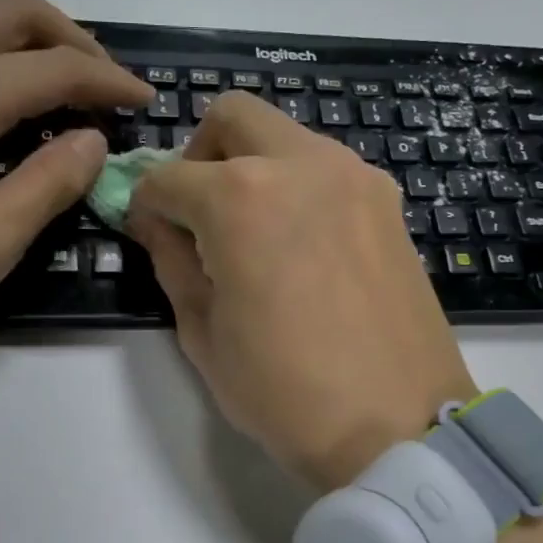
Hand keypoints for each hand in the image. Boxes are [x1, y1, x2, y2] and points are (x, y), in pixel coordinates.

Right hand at [126, 93, 475, 490]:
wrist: (397, 425)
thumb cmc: (285, 392)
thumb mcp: (204, 335)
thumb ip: (172, 263)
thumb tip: (156, 223)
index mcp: (241, 198)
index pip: (168, 177)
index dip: (145, 204)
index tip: (148, 232)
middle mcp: (301, 165)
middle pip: (233, 117)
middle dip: (200, 154)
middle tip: (199, 211)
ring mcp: (355, 178)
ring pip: (287, 137)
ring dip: (255, 166)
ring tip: (254, 234)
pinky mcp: (388, 204)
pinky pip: (328, 170)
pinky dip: (299, 187)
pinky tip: (302, 246)